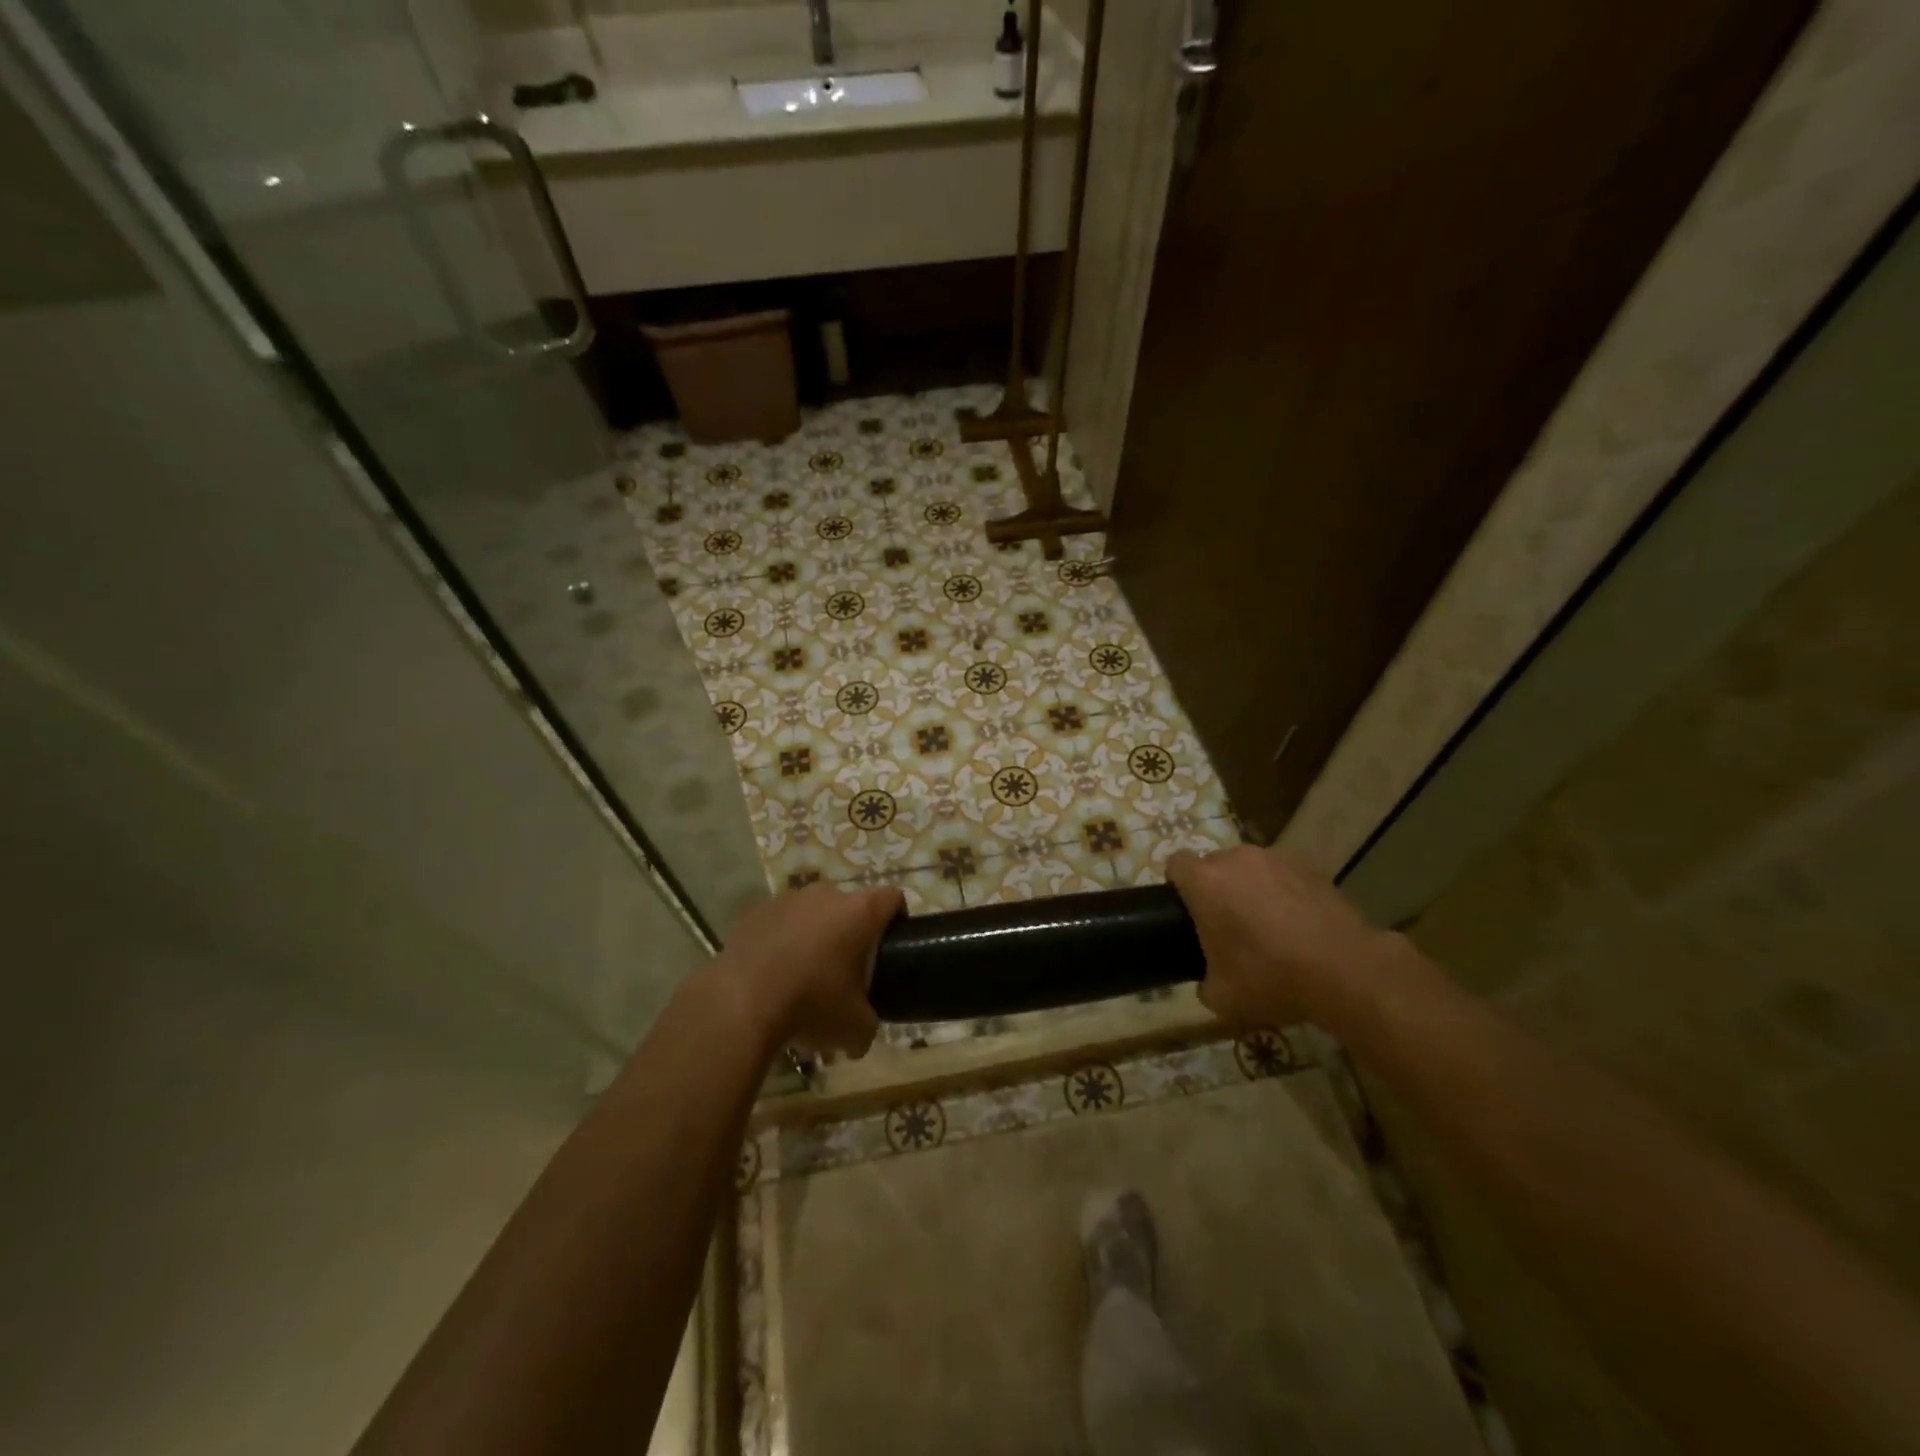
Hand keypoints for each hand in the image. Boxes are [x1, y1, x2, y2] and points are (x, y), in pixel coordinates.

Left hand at [708, 883, 903, 1057]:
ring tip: (804, 973)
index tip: (891, 944)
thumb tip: (860, 1037)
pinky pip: (779, 922)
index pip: (893, 898)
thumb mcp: (855, 1028)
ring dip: (814, 934)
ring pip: (812, 912)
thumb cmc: (811, 1005)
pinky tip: (773, 973)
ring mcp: (788, 899)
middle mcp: (827, 895)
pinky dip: (781, 940)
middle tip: (846, 969)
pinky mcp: (755, 912)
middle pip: (850, 905)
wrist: (740, 1003)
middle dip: (851, 932)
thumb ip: (868, 1025)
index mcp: (860, 912)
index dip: (897, 918)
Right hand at [1165, 844, 1402, 1030]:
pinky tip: (1298, 923)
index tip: (1187, 912)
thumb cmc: (1271, 979)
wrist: (1346, 971)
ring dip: (1250, 888)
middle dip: (1216, 889)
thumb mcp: (1221, 997)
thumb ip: (1203, 980)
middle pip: (1214, 865)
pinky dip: (1283, 891)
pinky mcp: (1310, 866)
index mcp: (1205, 882)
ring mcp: (1276, 858)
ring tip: (1268, 924)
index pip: (1176, 864)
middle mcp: (1236, 859)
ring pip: (1250, 868)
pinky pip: (1283, 874)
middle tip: (1227, 926)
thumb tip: (1209, 979)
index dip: (1177, 886)